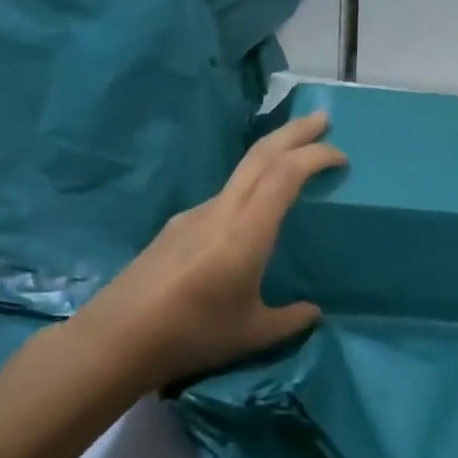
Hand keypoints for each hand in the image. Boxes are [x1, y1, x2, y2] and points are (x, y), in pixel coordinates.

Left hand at [64, 110, 345, 389]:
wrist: (116, 339)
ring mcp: (194, 215)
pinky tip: (251, 216)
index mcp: (246, 230)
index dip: (315, 156)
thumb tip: (313, 312)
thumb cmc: (191, 334)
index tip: (341, 156)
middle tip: (322, 119)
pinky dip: (249, 186)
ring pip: (240, 172)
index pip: (286, 174)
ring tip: (293, 163)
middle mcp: (221, 210)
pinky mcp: (176, 227)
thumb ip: (289, 320)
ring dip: (271, 157)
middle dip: (295, 132)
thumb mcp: (252, 333)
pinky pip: (223, 196)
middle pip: (261, 154)